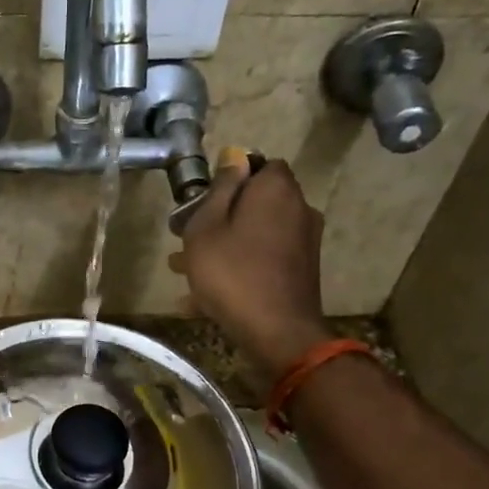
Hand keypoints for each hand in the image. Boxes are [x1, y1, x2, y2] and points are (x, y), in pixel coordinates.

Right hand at [172, 153, 330, 385]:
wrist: (277, 332)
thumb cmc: (232, 273)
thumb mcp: (207, 227)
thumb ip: (220, 189)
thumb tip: (235, 157)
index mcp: (276, 190)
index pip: (257, 165)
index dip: (228, 179)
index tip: (201, 201)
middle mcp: (298, 208)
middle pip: (255, 202)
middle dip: (220, 217)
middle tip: (185, 240)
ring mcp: (304, 242)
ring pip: (255, 234)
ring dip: (224, 246)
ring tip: (184, 271)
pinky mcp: (301, 271)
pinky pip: (262, 259)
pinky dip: (238, 268)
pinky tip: (204, 298)